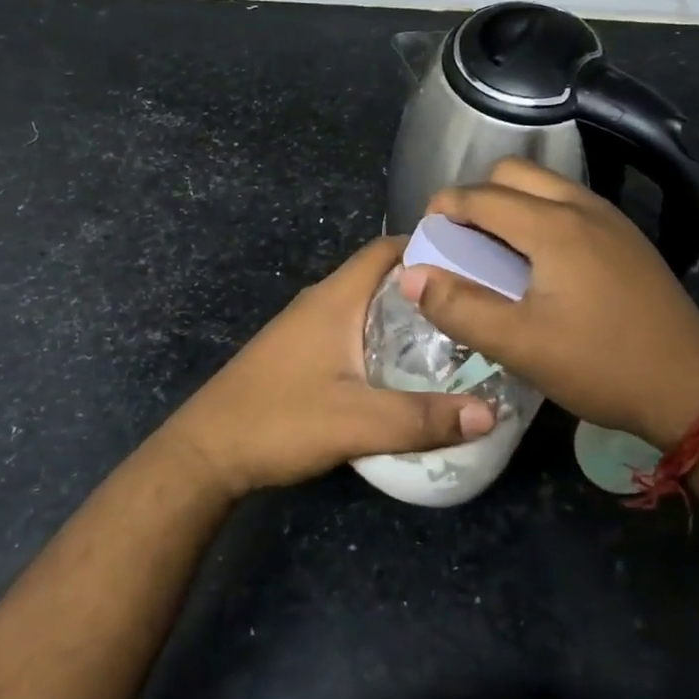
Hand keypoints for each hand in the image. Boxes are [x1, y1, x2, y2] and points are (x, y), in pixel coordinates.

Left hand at [159, 237, 496, 498]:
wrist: (207, 453)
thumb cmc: (279, 421)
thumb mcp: (358, 422)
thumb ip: (423, 418)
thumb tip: (491, 413)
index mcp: (335, 299)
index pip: (387, 249)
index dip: (429, 246)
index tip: (475, 262)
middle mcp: (320, 302)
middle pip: (381, 277)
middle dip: (426, 287)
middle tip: (474, 308)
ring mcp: (306, 328)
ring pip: (366, 306)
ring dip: (405, 317)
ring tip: (452, 340)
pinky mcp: (299, 354)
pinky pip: (352, 331)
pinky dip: (383, 339)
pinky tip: (404, 371)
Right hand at [404, 158, 698, 450]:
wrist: (690, 388)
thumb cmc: (600, 365)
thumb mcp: (519, 345)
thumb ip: (459, 307)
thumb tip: (411, 274)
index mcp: (554, 226)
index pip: (481, 196)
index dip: (443, 208)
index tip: (424, 236)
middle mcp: (583, 207)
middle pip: (514, 174)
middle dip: (477, 197)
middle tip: (460, 241)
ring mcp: (612, 220)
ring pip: (546, 186)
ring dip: (510, 204)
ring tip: (494, 251)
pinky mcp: (628, 239)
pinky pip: (570, 204)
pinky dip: (540, 215)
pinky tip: (540, 263)